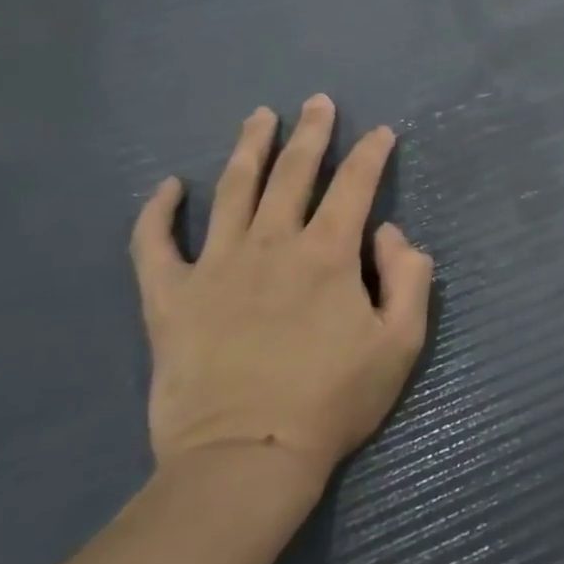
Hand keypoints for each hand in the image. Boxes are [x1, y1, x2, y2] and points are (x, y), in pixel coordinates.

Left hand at [130, 95, 432, 507]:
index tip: (382, 132)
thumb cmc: (333, 401)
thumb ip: (409, 278)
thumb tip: (390, 234)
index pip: (355, 185)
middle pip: (293, 173)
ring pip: (232, 191)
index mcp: (328, 254)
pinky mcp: (170, 299)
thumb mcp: (400, 343)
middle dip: (311, 132)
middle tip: (317, 102)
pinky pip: (154, 245)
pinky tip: (168, 187)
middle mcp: (272, 245)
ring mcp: (215, 267)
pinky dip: (157, 213)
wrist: (245, 461)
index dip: (371, 153)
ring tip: (259, 117)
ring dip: (249, 149)